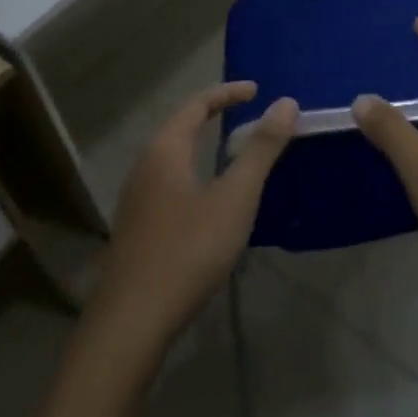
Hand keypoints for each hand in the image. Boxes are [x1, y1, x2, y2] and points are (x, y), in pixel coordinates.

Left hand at [99, 83, 297, 334]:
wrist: (131, 325)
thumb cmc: (188, 250)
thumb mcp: (235, 197)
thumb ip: (261, 149)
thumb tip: (286, 102)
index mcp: (165, 151)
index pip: (196, 104)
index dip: (227, 93)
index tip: (256, 90)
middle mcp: (145, 167)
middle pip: (180, 127)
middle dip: (213, 115)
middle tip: (248, 115)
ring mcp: (137, 201)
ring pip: (173, 158)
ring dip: (203, 146)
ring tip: (235, 153)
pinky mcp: (138, 231)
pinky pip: (170, 183)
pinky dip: (195, 173)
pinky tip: (212, 200)